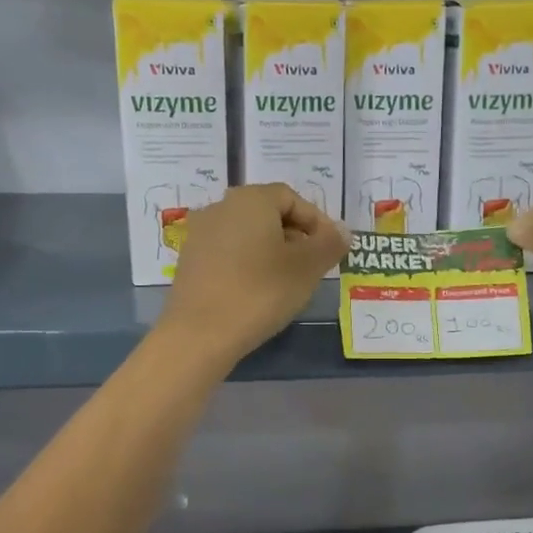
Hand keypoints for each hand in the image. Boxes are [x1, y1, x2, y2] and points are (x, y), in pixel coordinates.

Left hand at [158, 184, 348, 370]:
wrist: (200, 334)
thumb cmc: (261, 292)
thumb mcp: (307, 268)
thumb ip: (329, 244)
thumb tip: (342, 232)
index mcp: (251, 199)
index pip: (292, 198)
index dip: (317, 222)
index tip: (330, 250)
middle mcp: (221, 207)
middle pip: (267, 214)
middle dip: (294, 237)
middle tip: (312, 267)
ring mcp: (200, 234)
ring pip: (247, 235)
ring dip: (271, 252)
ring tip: (287, 283)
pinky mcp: (189, 261)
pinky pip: (228, 254)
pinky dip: (247, 265)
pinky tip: (257, 293)